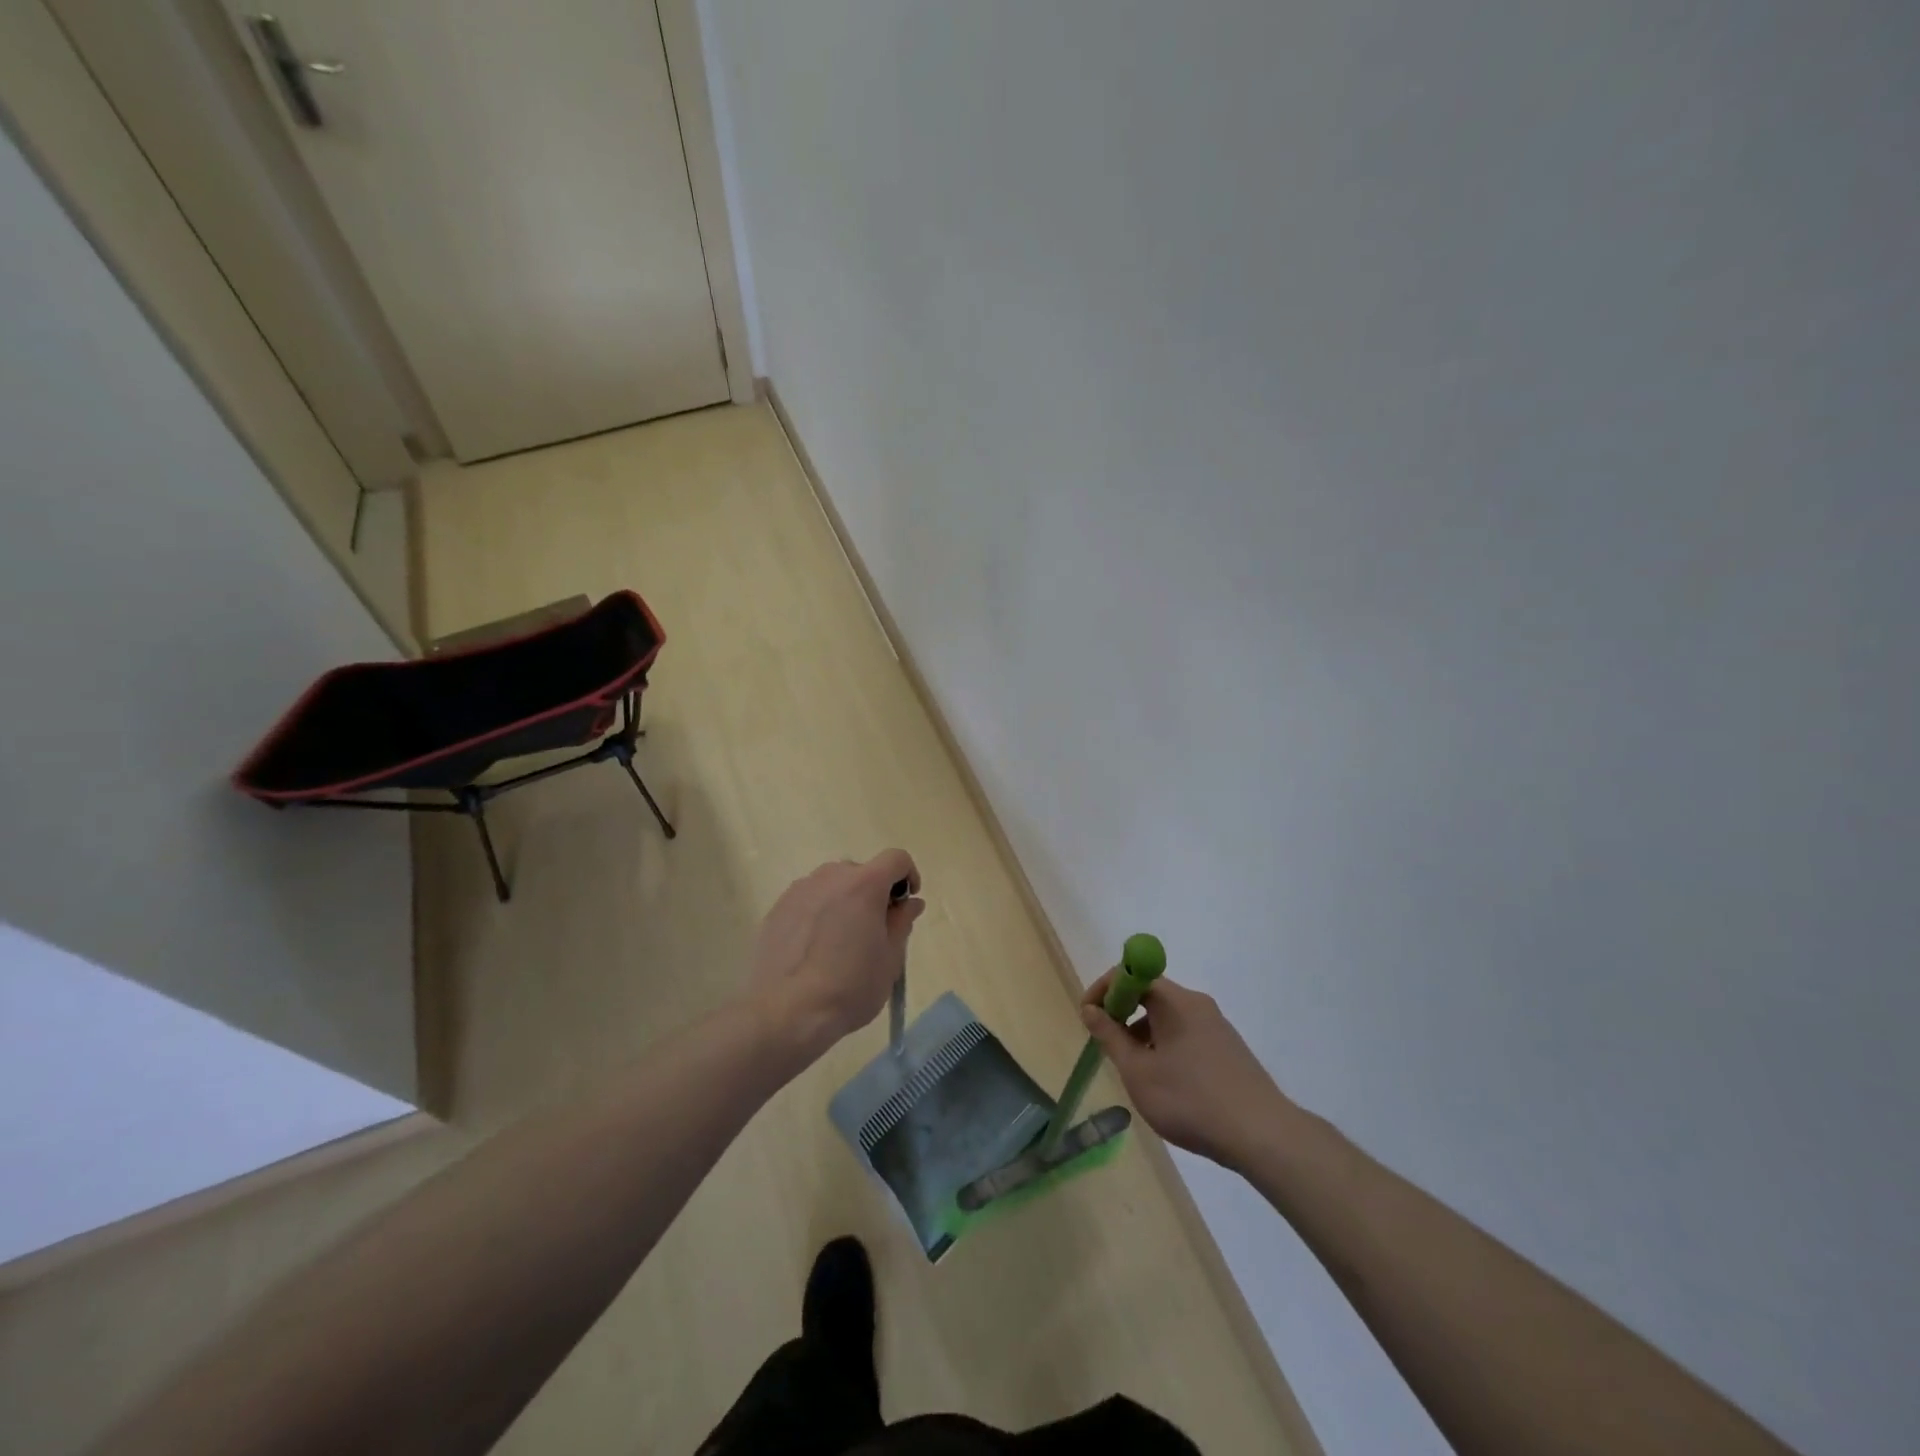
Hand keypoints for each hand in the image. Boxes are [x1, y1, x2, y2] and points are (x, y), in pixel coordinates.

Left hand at [748, 850, 923, 1060]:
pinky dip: (818, 914)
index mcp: (864, 884)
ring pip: (832, 885)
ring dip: (844, 902)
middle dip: (874, 893)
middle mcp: (831, 877)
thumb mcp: (890, 960)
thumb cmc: (849, 987)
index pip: (896, 858)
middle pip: (861, 872)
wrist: (786, 1012)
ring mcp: (800, 890)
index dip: (908, 875)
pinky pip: (808, 901)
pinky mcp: (777, 908)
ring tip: (840, 942)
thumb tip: (910, 903)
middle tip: (874, 930)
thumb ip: (902, 923)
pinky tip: (813, 949)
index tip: (905, 904)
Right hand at [1080, 971, 1295, 1170]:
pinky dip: (1166, 1047)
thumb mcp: (1138, 1072)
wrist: (1262, 1135)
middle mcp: (1197, 1004)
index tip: (1088, 1018)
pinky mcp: (1228, 1048)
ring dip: (1144, 1034)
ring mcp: (1216, 1026)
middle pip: (1150, 994)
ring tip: (1137, 1074)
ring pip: (1168, 1017)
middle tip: (1108, 1047)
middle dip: (1122, 1014)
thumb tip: (1090, 1009)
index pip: (1131, 974)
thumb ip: (1110, 1037)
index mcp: (1175, 1001)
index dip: (1103, 990)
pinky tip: (1168, 1084)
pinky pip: (1186, 1034)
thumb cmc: (1190, 1099)